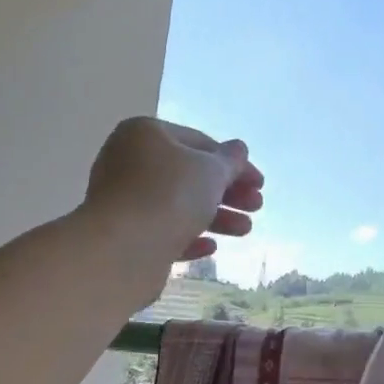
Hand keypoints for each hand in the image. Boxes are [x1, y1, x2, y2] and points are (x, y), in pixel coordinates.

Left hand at [84, 117, 263, 263]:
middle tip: (257, 207)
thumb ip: (229, 160)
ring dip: (215, 217)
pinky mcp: (123, 235)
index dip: (234, 163)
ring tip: (245, 231)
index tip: (260, 184)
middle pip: (188, 175)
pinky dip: (188, 237)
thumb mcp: (210, 171)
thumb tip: (238, 149)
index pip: (199, 142)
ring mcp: (123, 200)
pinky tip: (211, 248)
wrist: (122, 249)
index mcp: (144, 134)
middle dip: (227, 192)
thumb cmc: (169, 196)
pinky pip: (162, 231)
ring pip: (177, 205)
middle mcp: (128, 162)